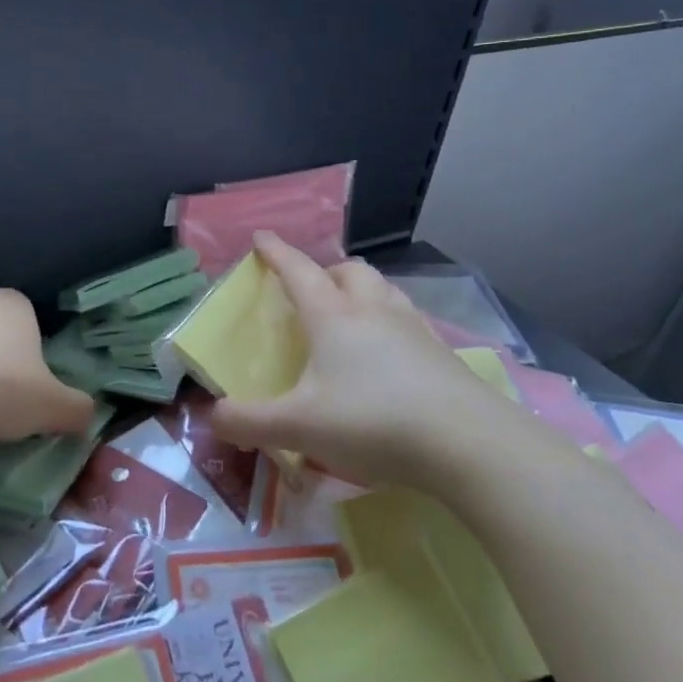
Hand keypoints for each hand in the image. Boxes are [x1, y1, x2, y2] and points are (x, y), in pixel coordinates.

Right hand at [210, 234, 558, 497]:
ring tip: (351, 317)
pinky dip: (390, 323)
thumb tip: (214, 416)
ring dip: (362, 292)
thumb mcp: (299, 427)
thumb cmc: (373, 421)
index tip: (261, 237)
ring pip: (383, 290)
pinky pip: (408, 320)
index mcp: (333, 316)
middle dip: (326, 272)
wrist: (468, 444)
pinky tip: (390, 355)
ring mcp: (414, 328)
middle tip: (312, 293)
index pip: (298, 271)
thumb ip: (250, 422)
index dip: (276, 253)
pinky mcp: (442, 354)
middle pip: (348, 271)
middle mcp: (373, 310)